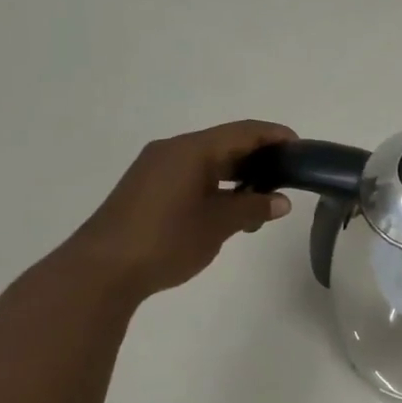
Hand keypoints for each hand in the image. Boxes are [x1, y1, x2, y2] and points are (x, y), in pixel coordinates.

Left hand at [65, 120, 296, 300]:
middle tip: (287, 177)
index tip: (301, 150)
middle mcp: (172, 150)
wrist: (100, 271)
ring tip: (262, 201)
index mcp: (191, 150)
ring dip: (236, 176)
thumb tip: (281, 201)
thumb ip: (252, 207)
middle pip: (225, 143)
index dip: (275, 136)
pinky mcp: (146, 188)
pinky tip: (228, 210)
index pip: (243, 132)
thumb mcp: (218, 225)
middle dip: (258, 158)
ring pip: (207, 161)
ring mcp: (155, 169)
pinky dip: (215, 185)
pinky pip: (190, 175)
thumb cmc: (165, 240)